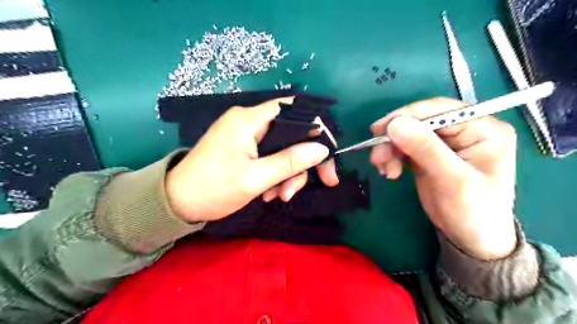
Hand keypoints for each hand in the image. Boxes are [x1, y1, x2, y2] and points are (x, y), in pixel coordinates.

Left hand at [166, 98, 338, 222]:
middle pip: (291, 132)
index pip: (294, 110)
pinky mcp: (243, 147)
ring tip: (278, 197)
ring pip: (282, 148)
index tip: (327, 156)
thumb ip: (289, 161)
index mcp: (248, 120)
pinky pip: (270, 156)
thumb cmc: (212, 189)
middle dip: (301, 162)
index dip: (316, 129)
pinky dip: (275, 174)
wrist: (176, 203)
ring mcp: (245, 134)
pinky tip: (268, 193)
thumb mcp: (255, 179)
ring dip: (287, 173)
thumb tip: (321, 149)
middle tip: (308, 187)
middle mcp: (248, 121)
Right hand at [370, 97, 518, 258]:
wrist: (470, 239)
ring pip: (408, 134)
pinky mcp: (428, 155)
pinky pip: (404, 147)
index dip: (408, 116)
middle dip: (395, 137)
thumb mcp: (452, 180)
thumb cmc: (473, 211)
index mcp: (482, 128)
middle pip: (420, 122)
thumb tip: (395, 124)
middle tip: (376, 155)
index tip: (380, 130)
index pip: (440, 110)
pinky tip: (390, 171)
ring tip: (383, 168)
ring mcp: (444, 143)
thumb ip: (426, 149)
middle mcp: (463, 130)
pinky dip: (392, 157)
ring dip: (390, 149)